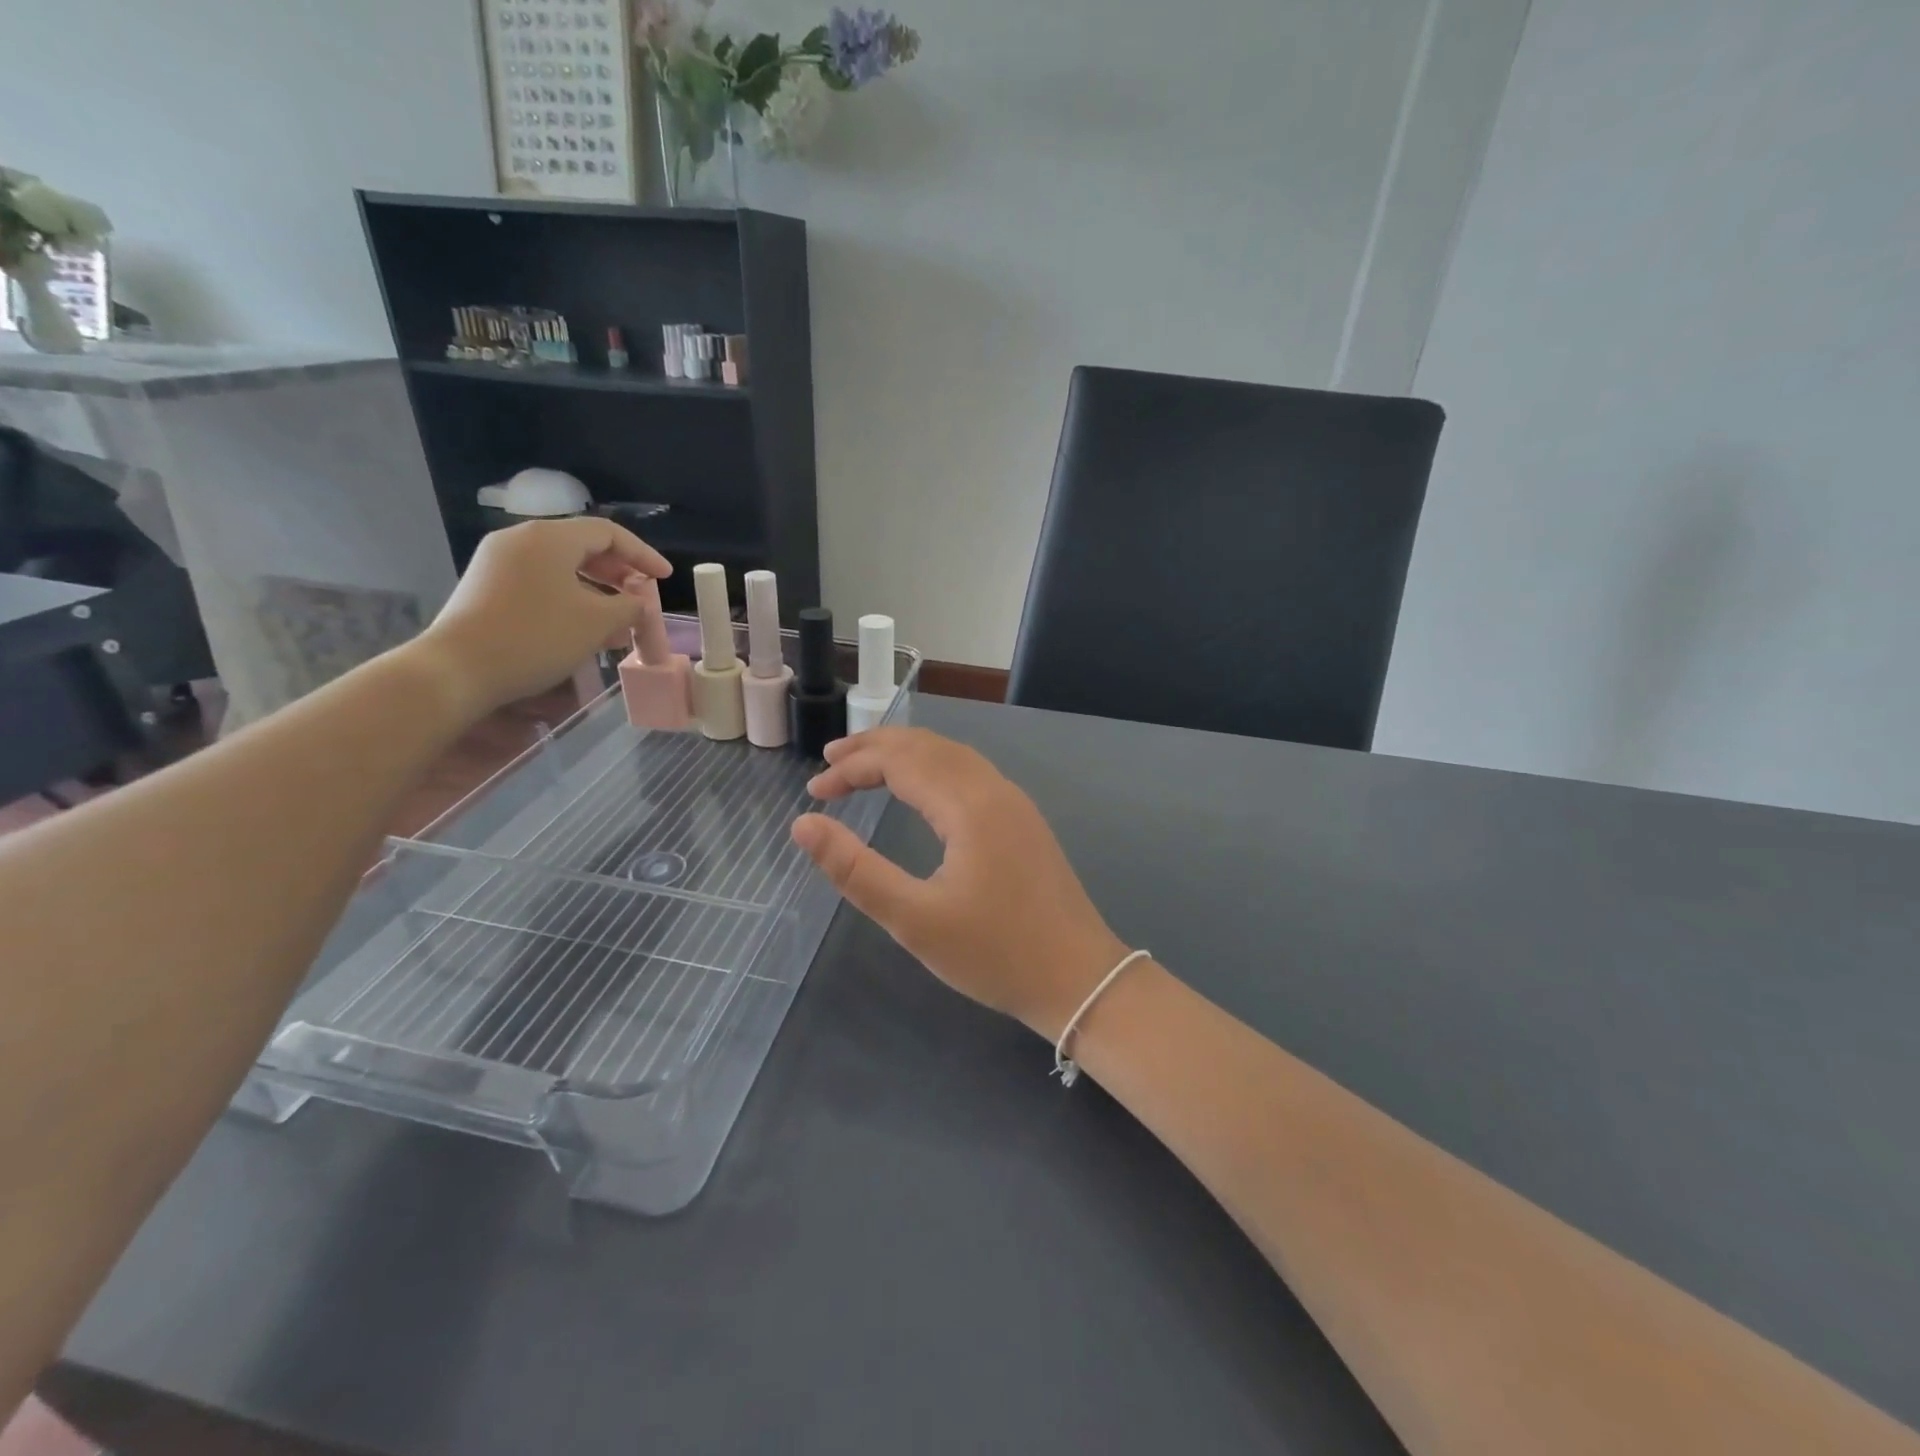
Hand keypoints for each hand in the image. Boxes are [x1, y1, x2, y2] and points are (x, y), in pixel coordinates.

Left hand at [410, 518, 669, 717]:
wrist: (458, 669)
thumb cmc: (536, 637)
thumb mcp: (597, 622)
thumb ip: (629, 606)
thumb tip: (638, 602)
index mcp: (549, 538)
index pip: (608, 533)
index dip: (642, 554)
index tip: (664, 578)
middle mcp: (521, 540)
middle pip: (583, 547)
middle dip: (619, 573)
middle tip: (641, 598)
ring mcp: (499, 563)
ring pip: (562, 568)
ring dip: (597, 591)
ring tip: (618, 622)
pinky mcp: (488, 587)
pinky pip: (541, 583)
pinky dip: (570, 599)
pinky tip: (584, 628)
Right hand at [792, 728, 1129, 1040]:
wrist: (1079, 979)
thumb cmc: (994, 954)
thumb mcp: (914, 920)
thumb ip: (855, 870)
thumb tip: (804, 824)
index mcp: (968, 805)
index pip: (899, 761)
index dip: (851, 768)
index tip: (814, 792)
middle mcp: (994, 789)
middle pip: (927, 746)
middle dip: (875, 748)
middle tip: (830, 761)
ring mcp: (1015, 803)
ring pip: (952, 756)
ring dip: (906, 754)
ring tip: (865, 766)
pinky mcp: (1024, 821)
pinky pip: (970, 773)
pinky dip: (933, 768)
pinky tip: (920, 788)